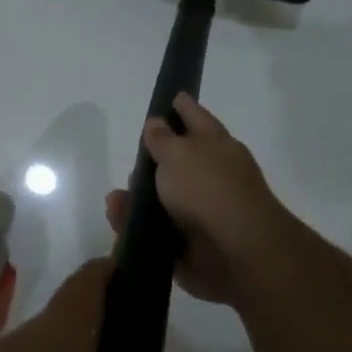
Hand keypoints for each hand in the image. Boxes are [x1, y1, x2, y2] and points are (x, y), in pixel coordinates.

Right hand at [105, 93, 290, 304]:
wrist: (235, 254)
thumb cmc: (208, 190)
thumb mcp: (178, 153)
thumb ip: (161, 138)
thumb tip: (156, 123)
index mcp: (215, 145)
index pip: (196, 117)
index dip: (182, 107)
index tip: (169, 97)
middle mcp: (210, 176)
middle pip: (176, 162)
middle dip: (151, 162)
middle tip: (131, 161)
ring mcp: (200, 212)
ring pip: (160, 199)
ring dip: (136, 198)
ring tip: (116, 200)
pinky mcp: (187, 244)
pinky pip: (153, 231)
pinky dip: (134, 226)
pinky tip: (118, 219)